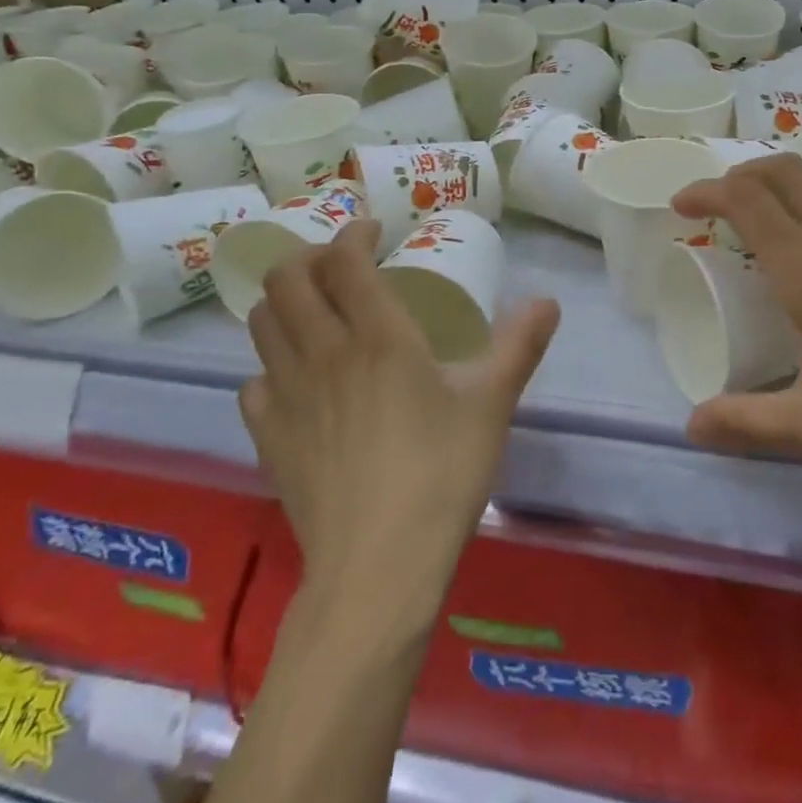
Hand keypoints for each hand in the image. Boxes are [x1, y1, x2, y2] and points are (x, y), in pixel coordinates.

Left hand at [239, 220, 559, 606]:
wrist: (378, 568)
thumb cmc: (441, 475)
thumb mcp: (492, 404)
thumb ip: (519, 345)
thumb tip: (548, 301)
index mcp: (378, 337)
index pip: (345, 260)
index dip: (354, 234)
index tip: (374, 233)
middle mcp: (323, 353)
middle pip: (286, 280)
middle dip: (308, 257)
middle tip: (339, 267)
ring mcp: (286, 396)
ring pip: (262, 324)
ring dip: (284, 303)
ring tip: (315, 312)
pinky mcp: (268, 438)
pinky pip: (254, 383)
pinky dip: (271, 367)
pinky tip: (297, 383)